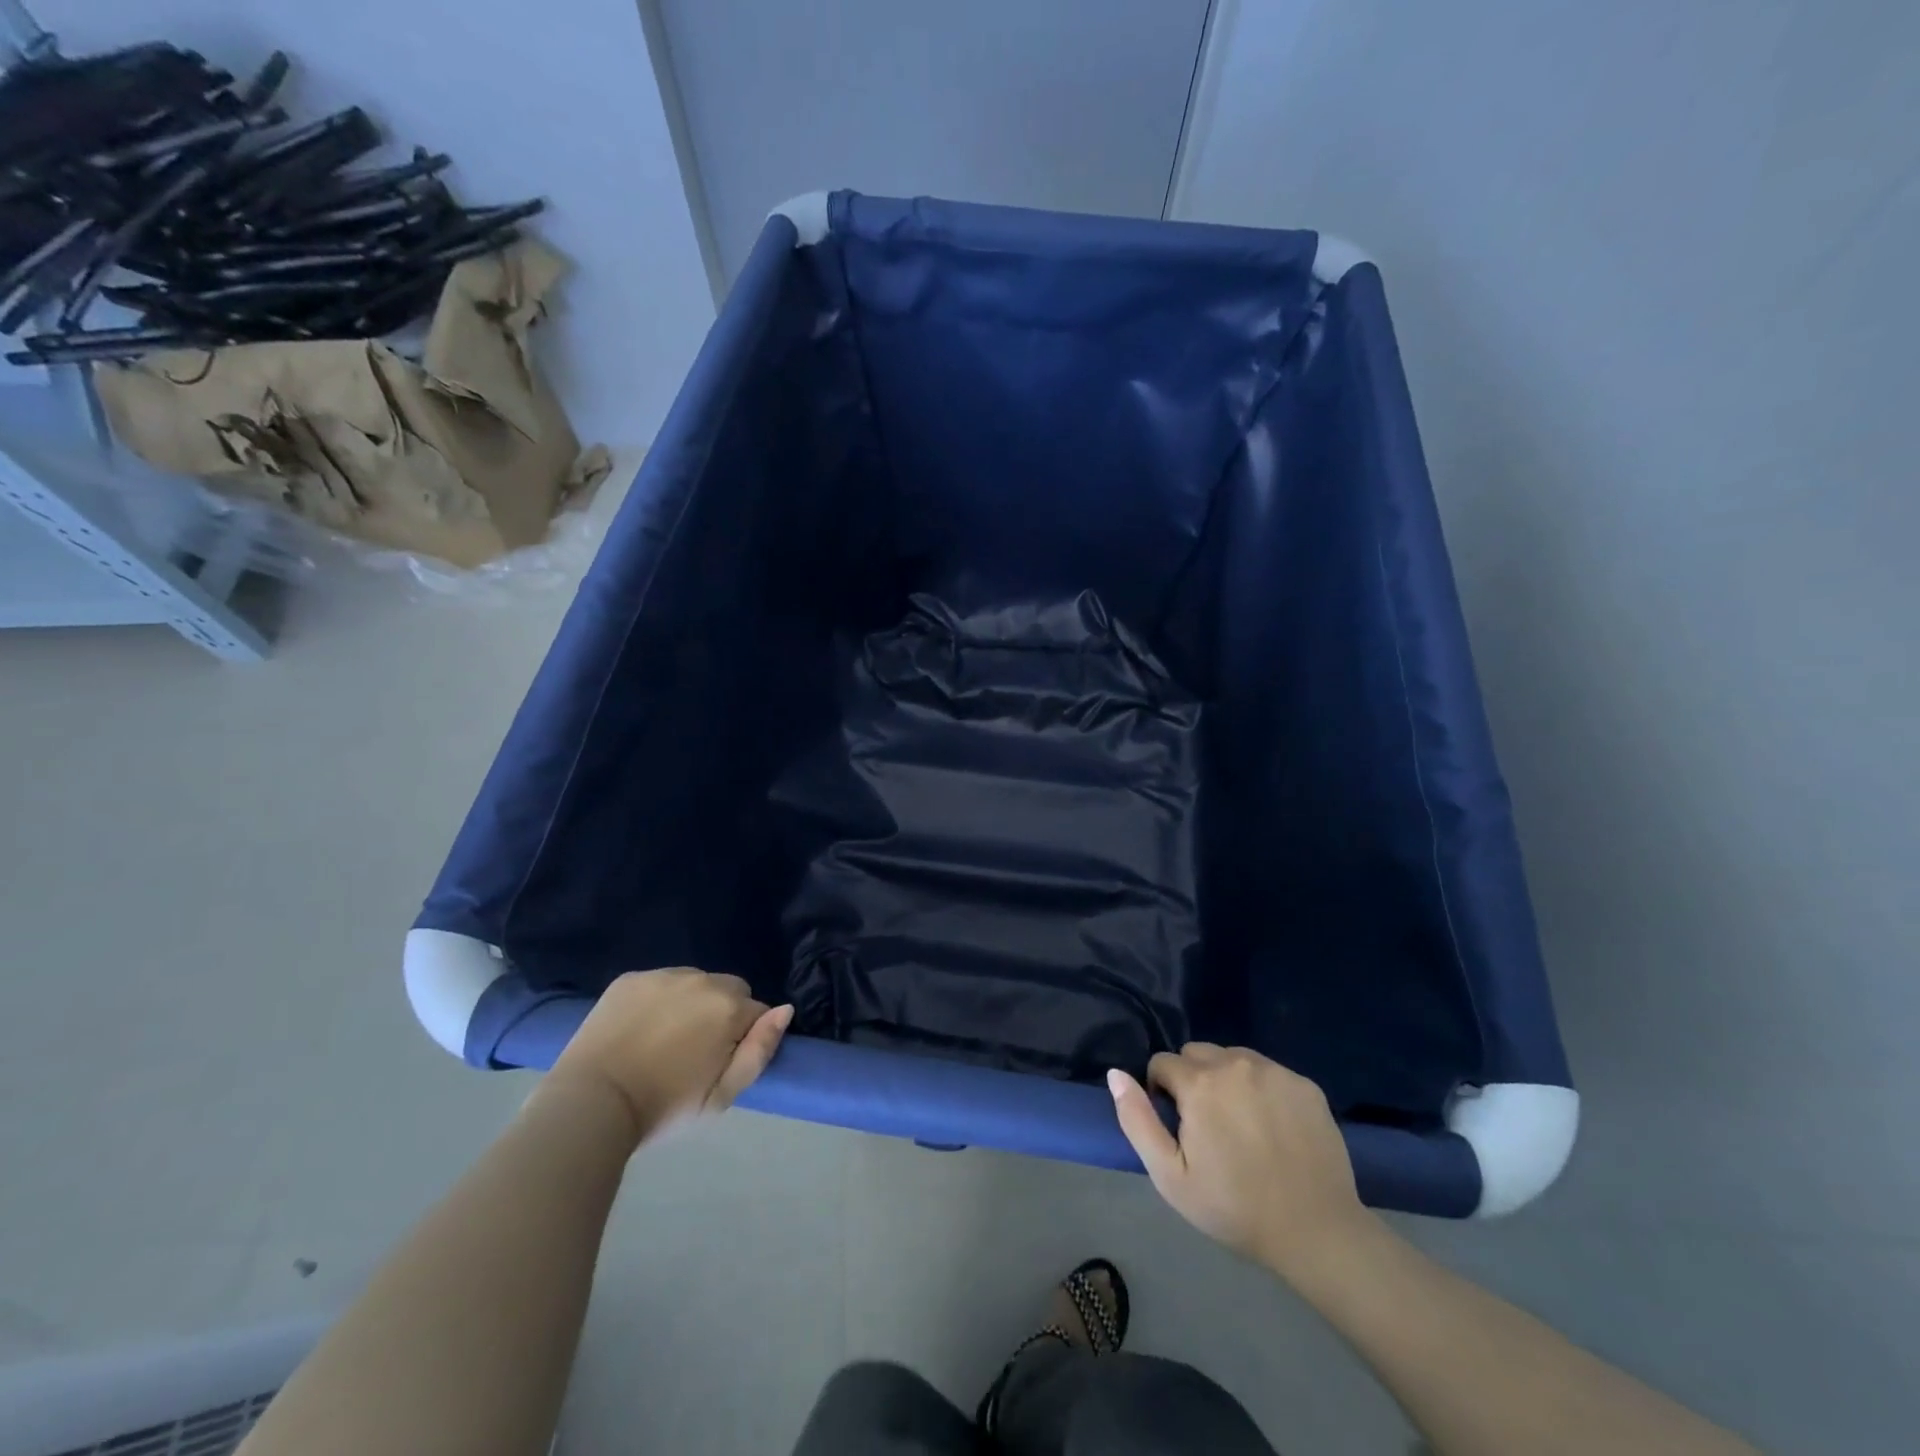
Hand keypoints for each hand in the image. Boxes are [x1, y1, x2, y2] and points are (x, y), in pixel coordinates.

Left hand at [548, 968, 791, 1139]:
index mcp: (729, 1007)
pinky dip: (657, 1000)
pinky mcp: (631, 978)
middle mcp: (702, 980)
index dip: (743, 1039)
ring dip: (690, 1004)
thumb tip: (785, 1010)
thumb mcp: (722, 1096)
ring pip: (695, 983)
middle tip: (694, 1052)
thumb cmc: (664, 1107)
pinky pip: (659, 982)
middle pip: (729, 990)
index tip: (718, 1063)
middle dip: (721, 1014)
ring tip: (664, 1041)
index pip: (757, 1012)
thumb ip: (759, 1051)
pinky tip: (639, 1029)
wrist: (591, 1104)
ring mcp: (663, 975)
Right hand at [1108, 1043, 1367, 1275]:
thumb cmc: (1234, 1208)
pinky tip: (1272, 1128)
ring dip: (1226, 1080)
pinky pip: (1268, 1072)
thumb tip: (1116, 1074)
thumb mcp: (1170, 1176)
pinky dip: (1261, 1089)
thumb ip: (1137, 1119)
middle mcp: (1236, 1063)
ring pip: (1232, 1057)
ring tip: (1240, 1125)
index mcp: (1200, 1083)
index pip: (1162, 1063)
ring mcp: (1275, 1071)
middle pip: (1196, 1054)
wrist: (1316, 1233)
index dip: (1162, 1093)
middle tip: (1208, 1127)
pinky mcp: (1305, 1084)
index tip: (1179, 1129)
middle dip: (1193, 1080)